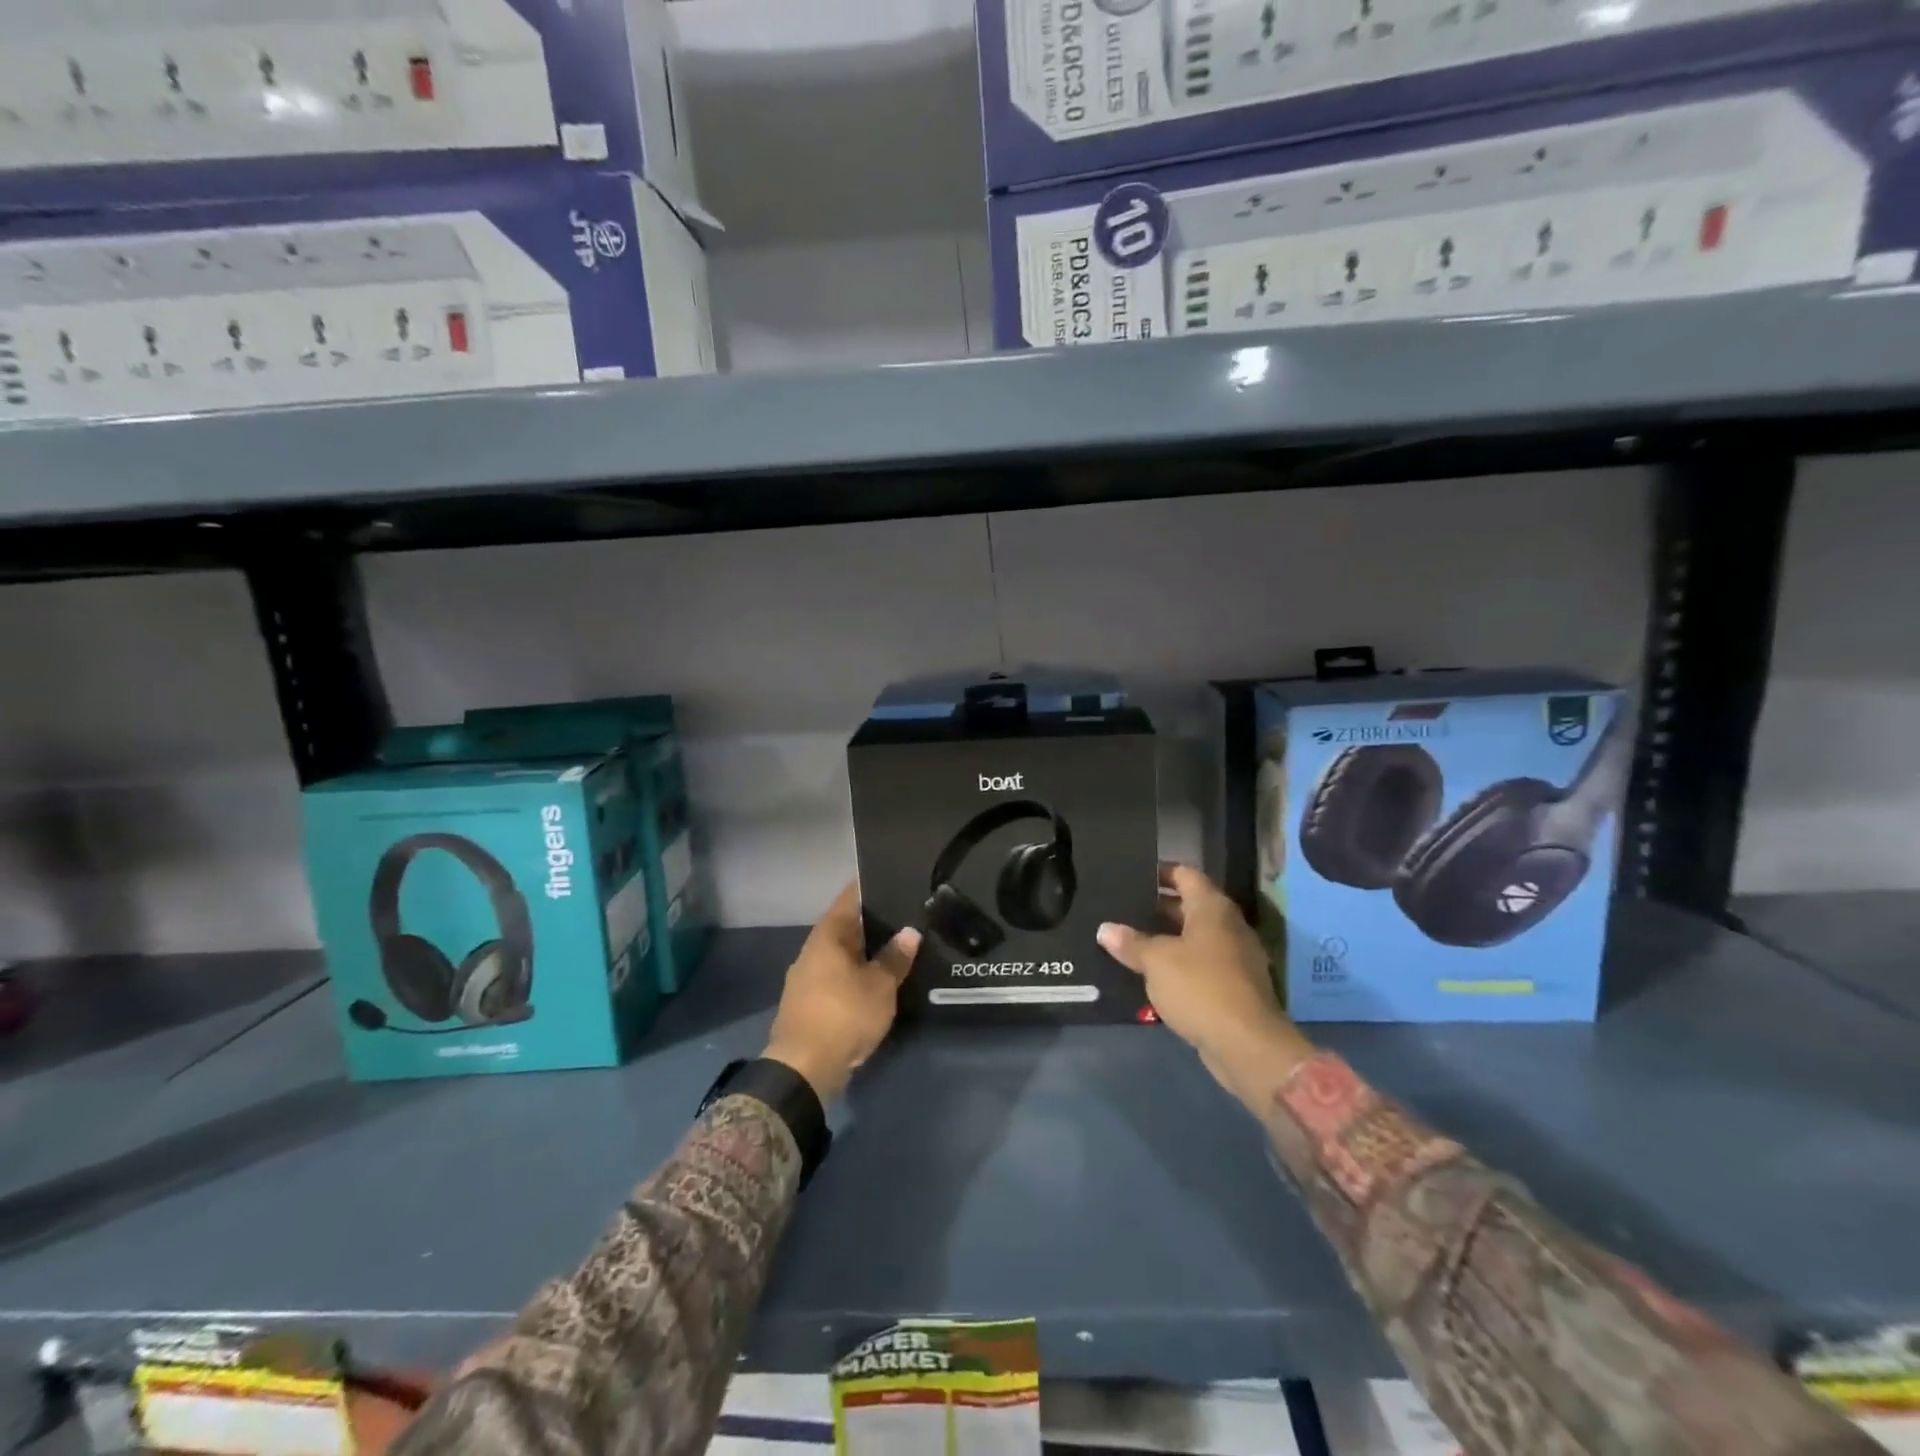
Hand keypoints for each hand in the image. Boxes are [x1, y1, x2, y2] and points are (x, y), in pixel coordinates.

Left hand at [764, 882, 920, 1101]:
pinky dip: (855, 974)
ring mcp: (806, 978)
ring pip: (841, 954)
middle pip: (845, 927)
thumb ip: (895, 958)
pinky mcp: (808, 1003)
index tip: (892, 879)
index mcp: (826, 937)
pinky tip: (876, 980)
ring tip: (896, 947)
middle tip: (904, 916)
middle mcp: (812, 951)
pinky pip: (836, 977)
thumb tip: (909, 931)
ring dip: (864, 952)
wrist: (803, 1069)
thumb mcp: (879, 987)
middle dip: (872, 923)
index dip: (869, 888)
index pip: (849, 899)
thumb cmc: (843, 1016)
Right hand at [1097, 864, 1313, 1100]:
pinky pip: (1200, 966)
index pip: (1185, 874)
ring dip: (1166, 939)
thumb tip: (1106, 929)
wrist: (1247, 1045)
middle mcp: (1228, 926)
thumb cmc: (1200, 987)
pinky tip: (1151, 975)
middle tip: (1122, 909)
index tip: (1133, 875)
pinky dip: (1178, 966)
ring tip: (1129, 941)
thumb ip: (1131, 943)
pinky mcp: (1234, 987)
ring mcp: (1235, 958)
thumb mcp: (1156, 961)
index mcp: (1213, 908)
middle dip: (1157, 908)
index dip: (1160, 871)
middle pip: (1190, 906)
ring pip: (1194, 938)